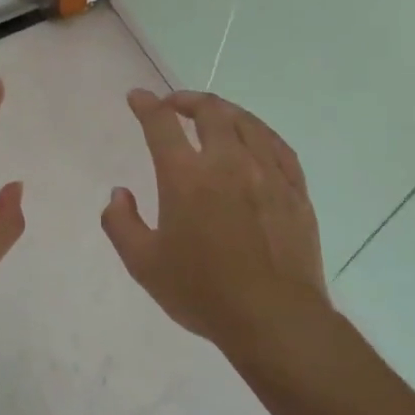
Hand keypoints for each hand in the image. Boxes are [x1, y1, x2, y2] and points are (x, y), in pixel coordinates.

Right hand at [102, 89, 332, 360]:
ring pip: (247, 123)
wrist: (273, 318)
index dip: (147, 105)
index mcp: (186, 177)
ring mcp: (267, 173)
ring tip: (213, 114)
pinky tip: (255, 138)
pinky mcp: (295, 190)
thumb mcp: (143, 264)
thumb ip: (121, 223)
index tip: (138, 97)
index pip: (161, 125)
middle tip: (175, 104)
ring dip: (224, 111)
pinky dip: (260, 133)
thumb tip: (118, 194)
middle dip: (187, 100)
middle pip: (210, 112)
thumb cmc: (202, 292)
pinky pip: (278, 146)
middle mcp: (227, 163)